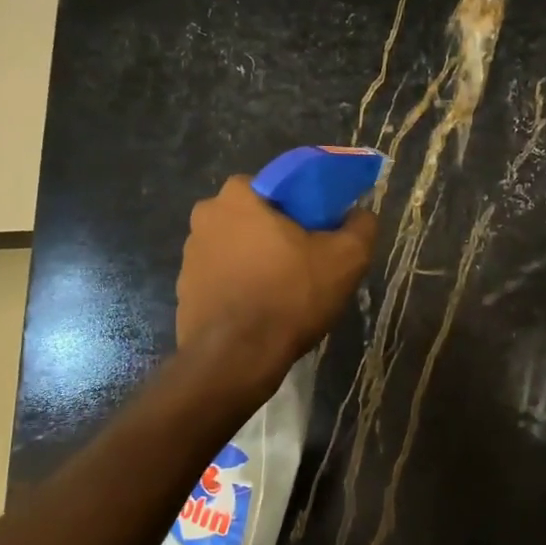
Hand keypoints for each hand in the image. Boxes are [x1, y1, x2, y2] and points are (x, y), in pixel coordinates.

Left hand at [176, 174, 378, 388]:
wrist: (237, 358)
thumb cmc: (290, 295)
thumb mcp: (346, 258)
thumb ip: (361, 226)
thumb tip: (361, 214)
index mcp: (238, 196)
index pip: (277, 187)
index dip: (303, 207)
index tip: (320, 232)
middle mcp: (205, 217)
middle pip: (255, 218)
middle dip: (278, 234)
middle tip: (306, 262)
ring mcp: (189, 256)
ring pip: (237, 248)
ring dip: (257, 261)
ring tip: (285, 292)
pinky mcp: (184, 291)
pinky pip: (222, 279)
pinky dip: (241, 288)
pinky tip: (262, 311)